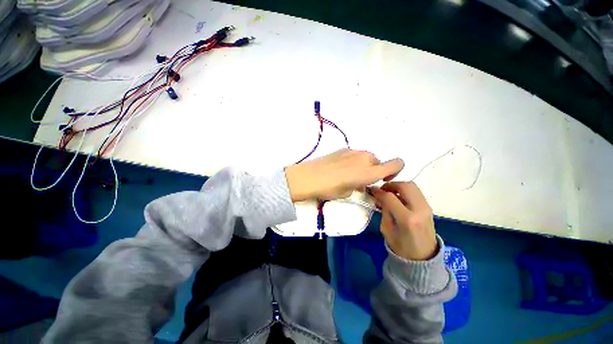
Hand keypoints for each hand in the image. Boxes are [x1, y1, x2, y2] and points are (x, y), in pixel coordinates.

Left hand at [285, 149, 403, 201]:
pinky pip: (355, 155)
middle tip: (360, 181)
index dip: (395, 171)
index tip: (383, 179)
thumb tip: (360, 182)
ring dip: (363, 166)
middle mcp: (365, 158)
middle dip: (373, 171)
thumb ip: (359, 185)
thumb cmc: (329, 188)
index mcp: (369, 171)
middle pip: (379, 162)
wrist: (309, 176)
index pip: (396, 164)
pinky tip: (340, 168)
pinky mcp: (343, 149)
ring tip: (348, 174)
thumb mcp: (348, 192)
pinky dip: (353, 161)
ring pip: (366, 158)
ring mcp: (353, 151)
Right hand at [370, 182, 436, 260]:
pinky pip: (416, 192)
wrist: (423, 258)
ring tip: (390, 193)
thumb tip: (379, 196)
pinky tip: (398, 197)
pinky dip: (405, 190)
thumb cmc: (401, 246)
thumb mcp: (386, 229)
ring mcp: (426, 207)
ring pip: (412, 186)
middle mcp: (419, 210)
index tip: (372, 190)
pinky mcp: (428, 207)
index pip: (390, 197)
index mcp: (407, 219)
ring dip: (398, 186)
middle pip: (405, 186)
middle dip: (391, 185)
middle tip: (382, 190)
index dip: (379, 191)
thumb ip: (384, 210)